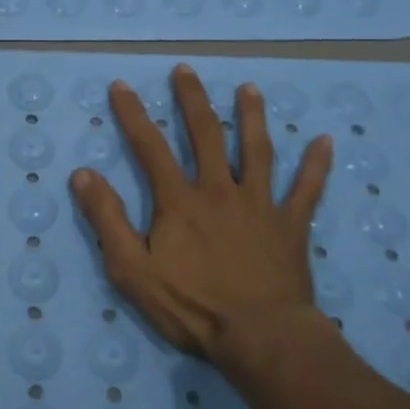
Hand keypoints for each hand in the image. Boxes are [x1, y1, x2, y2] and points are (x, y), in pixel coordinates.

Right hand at [69, 64, 333, 367]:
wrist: (261, 338)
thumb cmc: (191, 307)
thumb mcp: (132, 269)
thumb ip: (107, 220)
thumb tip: (83, 174)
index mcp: (180, 200)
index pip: (150, 146)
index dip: (133, 114)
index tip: (121, 85)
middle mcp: (220, 190)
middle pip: (206, 135)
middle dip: (192, 100)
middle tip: (185, 70)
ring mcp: (260, 205)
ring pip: (258, 151)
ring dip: (252, 117)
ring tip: (249, 89)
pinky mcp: (291, 226)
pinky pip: (307, 190)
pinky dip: (316, 165)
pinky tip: (325, 141)